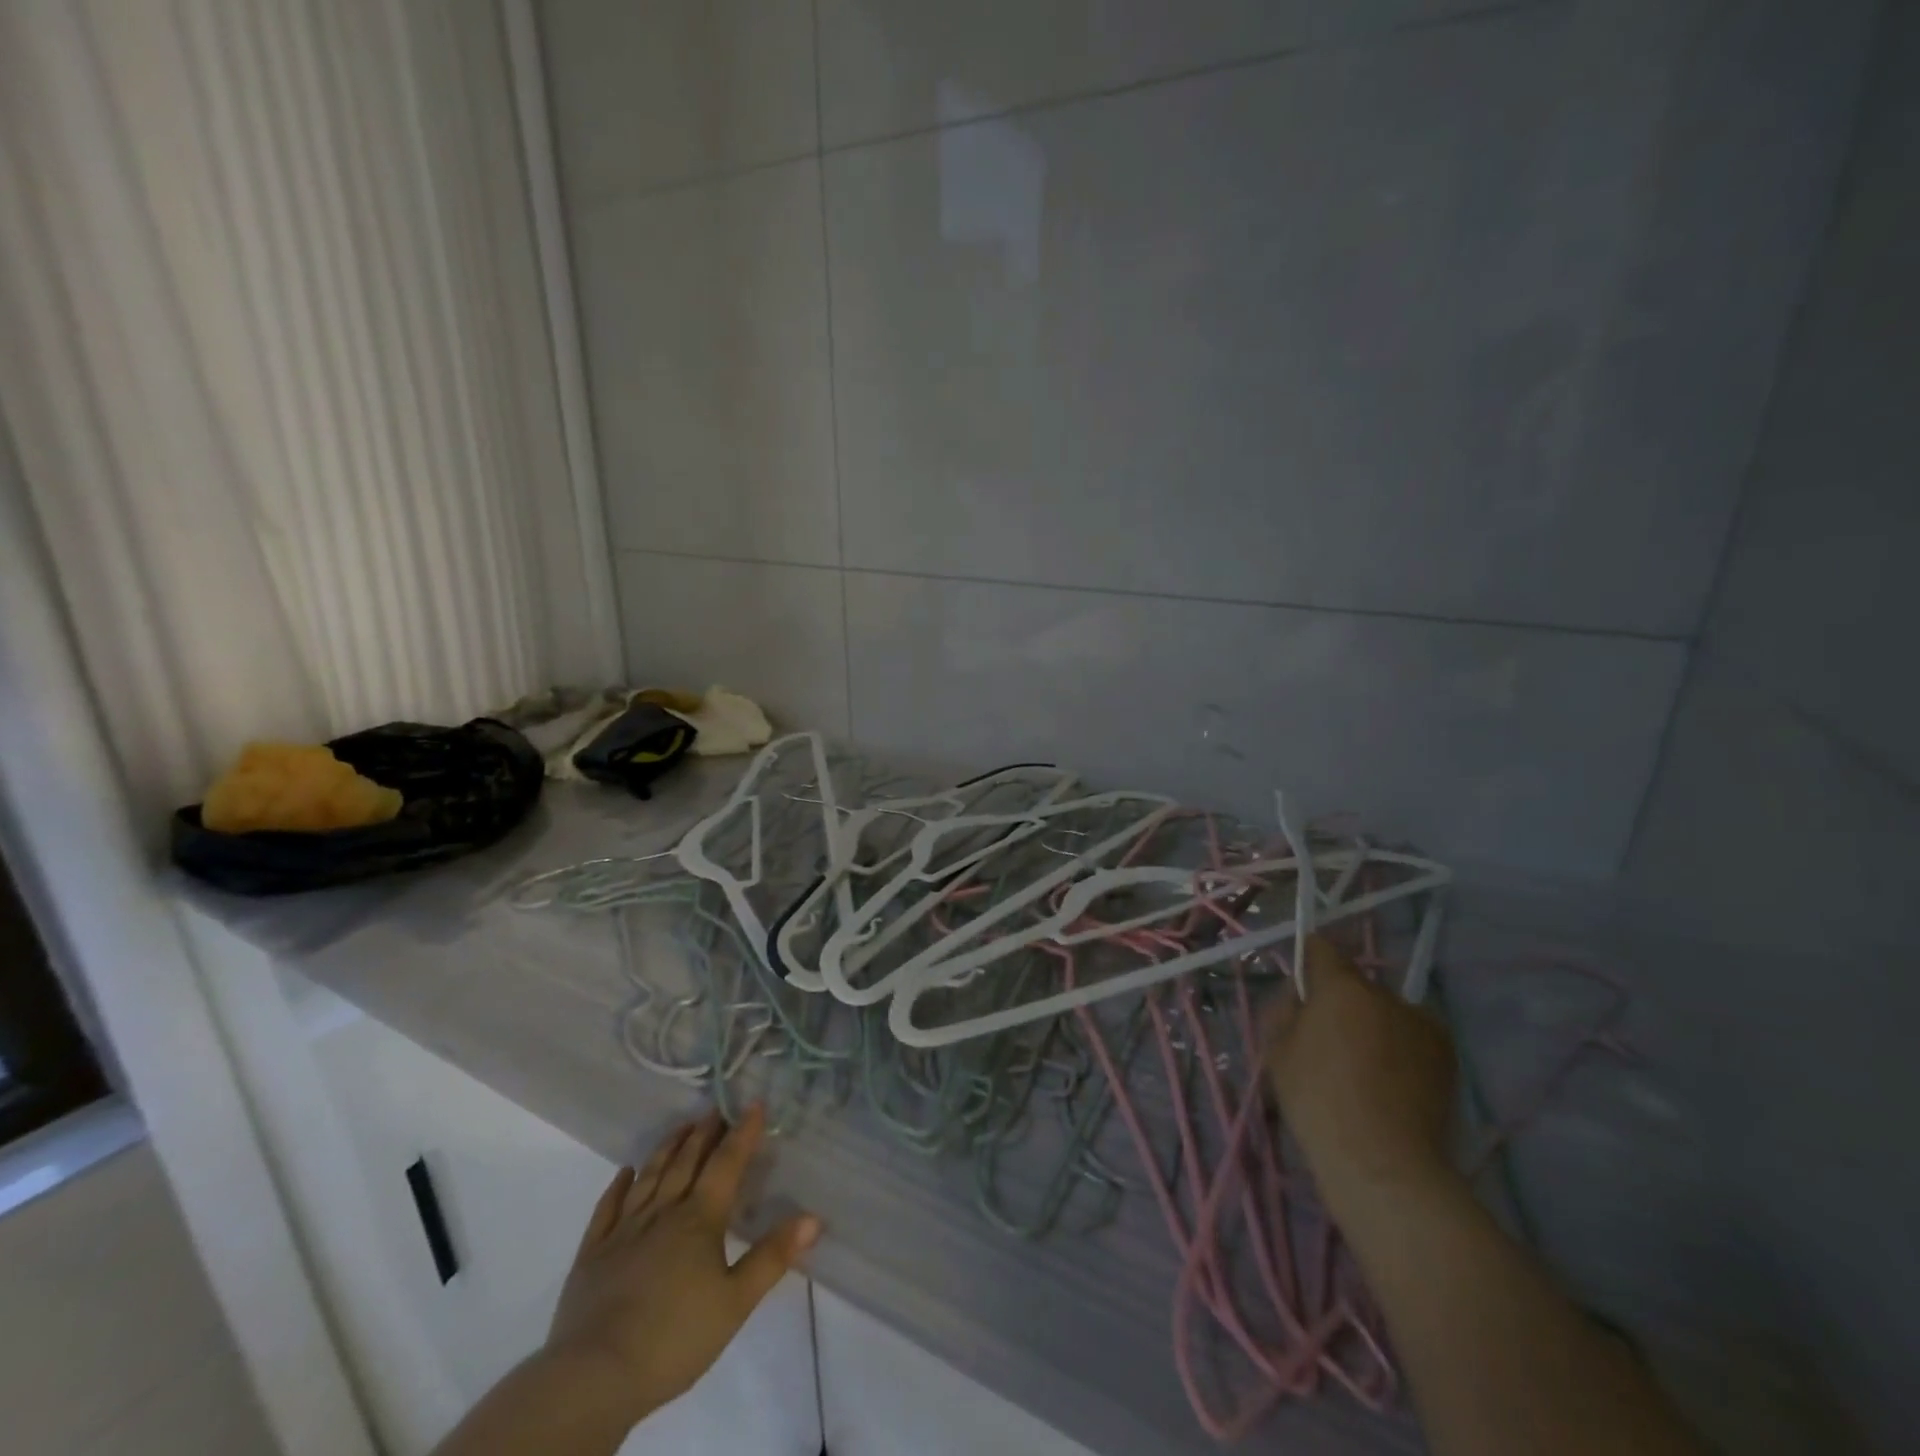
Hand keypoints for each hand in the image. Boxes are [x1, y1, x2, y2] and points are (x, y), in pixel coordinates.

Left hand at [544, 1105, 821, 1425]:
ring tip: (681, 1126)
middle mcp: (663, 1212)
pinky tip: (625, 1172)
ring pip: (650, 1176)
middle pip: (686, 1162)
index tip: (753, 1104)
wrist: (594, 1376)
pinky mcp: (593, 1253)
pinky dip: (618, 1186)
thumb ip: (772, 1257)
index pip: (726, 1164)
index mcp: (699, 1219)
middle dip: (705, 1133)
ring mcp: (624, 1230)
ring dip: (667, 1148)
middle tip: (716, 1109)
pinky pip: (607, 1208)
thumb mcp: (735, 1303)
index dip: (742, 1133)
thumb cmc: (673, 1338)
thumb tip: (813, 1217)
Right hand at [1264, 936, 1457, 1222]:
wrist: (1383, 1164)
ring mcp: (1424, 1024)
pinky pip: (1412, 1037)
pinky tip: (1390, 1083)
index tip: (1303, 987)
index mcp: (1342, 986)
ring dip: (1373, 1024)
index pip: (1322, 948)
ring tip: (1364, 1068)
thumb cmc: (1317, 1101)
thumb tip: (1301, 995)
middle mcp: (1387, 995)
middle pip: (1356, 984)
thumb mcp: (1277, 1050)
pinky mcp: (1448, 1056)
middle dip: (1341, 1002)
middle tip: (1328, 1040)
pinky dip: (1400, 1048)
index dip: (1309, 961)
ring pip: (1386, 1012)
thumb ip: (1286, 1010)